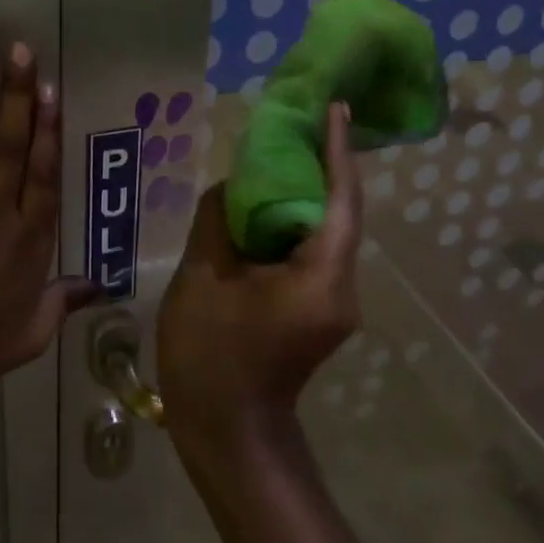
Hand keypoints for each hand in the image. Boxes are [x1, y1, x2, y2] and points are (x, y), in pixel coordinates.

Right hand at [158, 102, 362, 462]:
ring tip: (274, 155)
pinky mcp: (320, 310)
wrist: (228, 434)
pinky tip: (263, 206)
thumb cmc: (210, 356)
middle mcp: (342, 287)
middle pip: (338, 212)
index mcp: (320, 278)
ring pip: (326, 232)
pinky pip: (312, 251)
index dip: (337, 151)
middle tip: (293, 123)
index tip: (335, 108)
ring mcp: (334, 302)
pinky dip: (292, 222)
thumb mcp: (202, 277)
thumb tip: (234, 188)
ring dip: (303, 194)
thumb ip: (219, 220)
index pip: (341, 201)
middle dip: (319, 165)